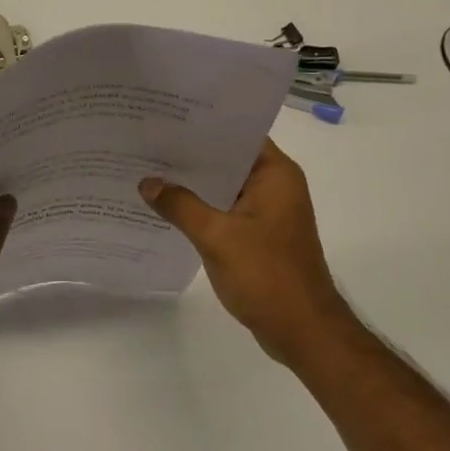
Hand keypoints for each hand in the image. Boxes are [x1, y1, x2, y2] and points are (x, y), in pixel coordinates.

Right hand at [140, 139, 351, 367]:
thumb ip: (180, 205)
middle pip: (228, 160)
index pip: (237, 134)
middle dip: (190, 155)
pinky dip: (201, 208)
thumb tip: (147, 182)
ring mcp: (268, 212)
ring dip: (193, 184)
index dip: (203, 125)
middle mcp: (275, 186)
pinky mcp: (259, 235)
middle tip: (147, 142)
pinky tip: (167, 208)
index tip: (167, 118)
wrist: (303, 331)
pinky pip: (225, 211)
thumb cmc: (267, 275)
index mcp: (275, 174)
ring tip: (149, 170)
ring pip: (224, 187)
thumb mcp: (217, 236)